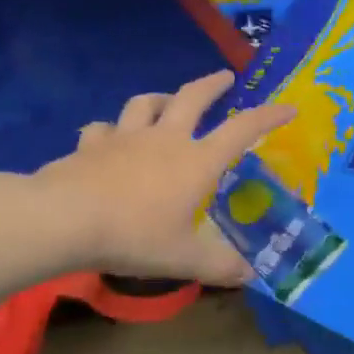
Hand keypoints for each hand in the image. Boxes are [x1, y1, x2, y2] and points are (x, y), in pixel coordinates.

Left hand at [35, 70, 294, 285]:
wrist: (65, 219)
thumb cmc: (134, 235)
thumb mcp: (184, 258)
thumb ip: (219, 266)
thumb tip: (249, 275)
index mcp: (195, 162)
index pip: (241, 132)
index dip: (267, 117)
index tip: (288, 107)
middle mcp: (164, 140)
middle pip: (191, 98)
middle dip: (211, 85)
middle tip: (224, 77)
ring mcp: (124, 138)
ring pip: (145, 104)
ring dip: (161, 98)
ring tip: (167, 102)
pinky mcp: (90, 145)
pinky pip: (102, 128)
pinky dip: (110, 130)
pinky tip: (108, 137)